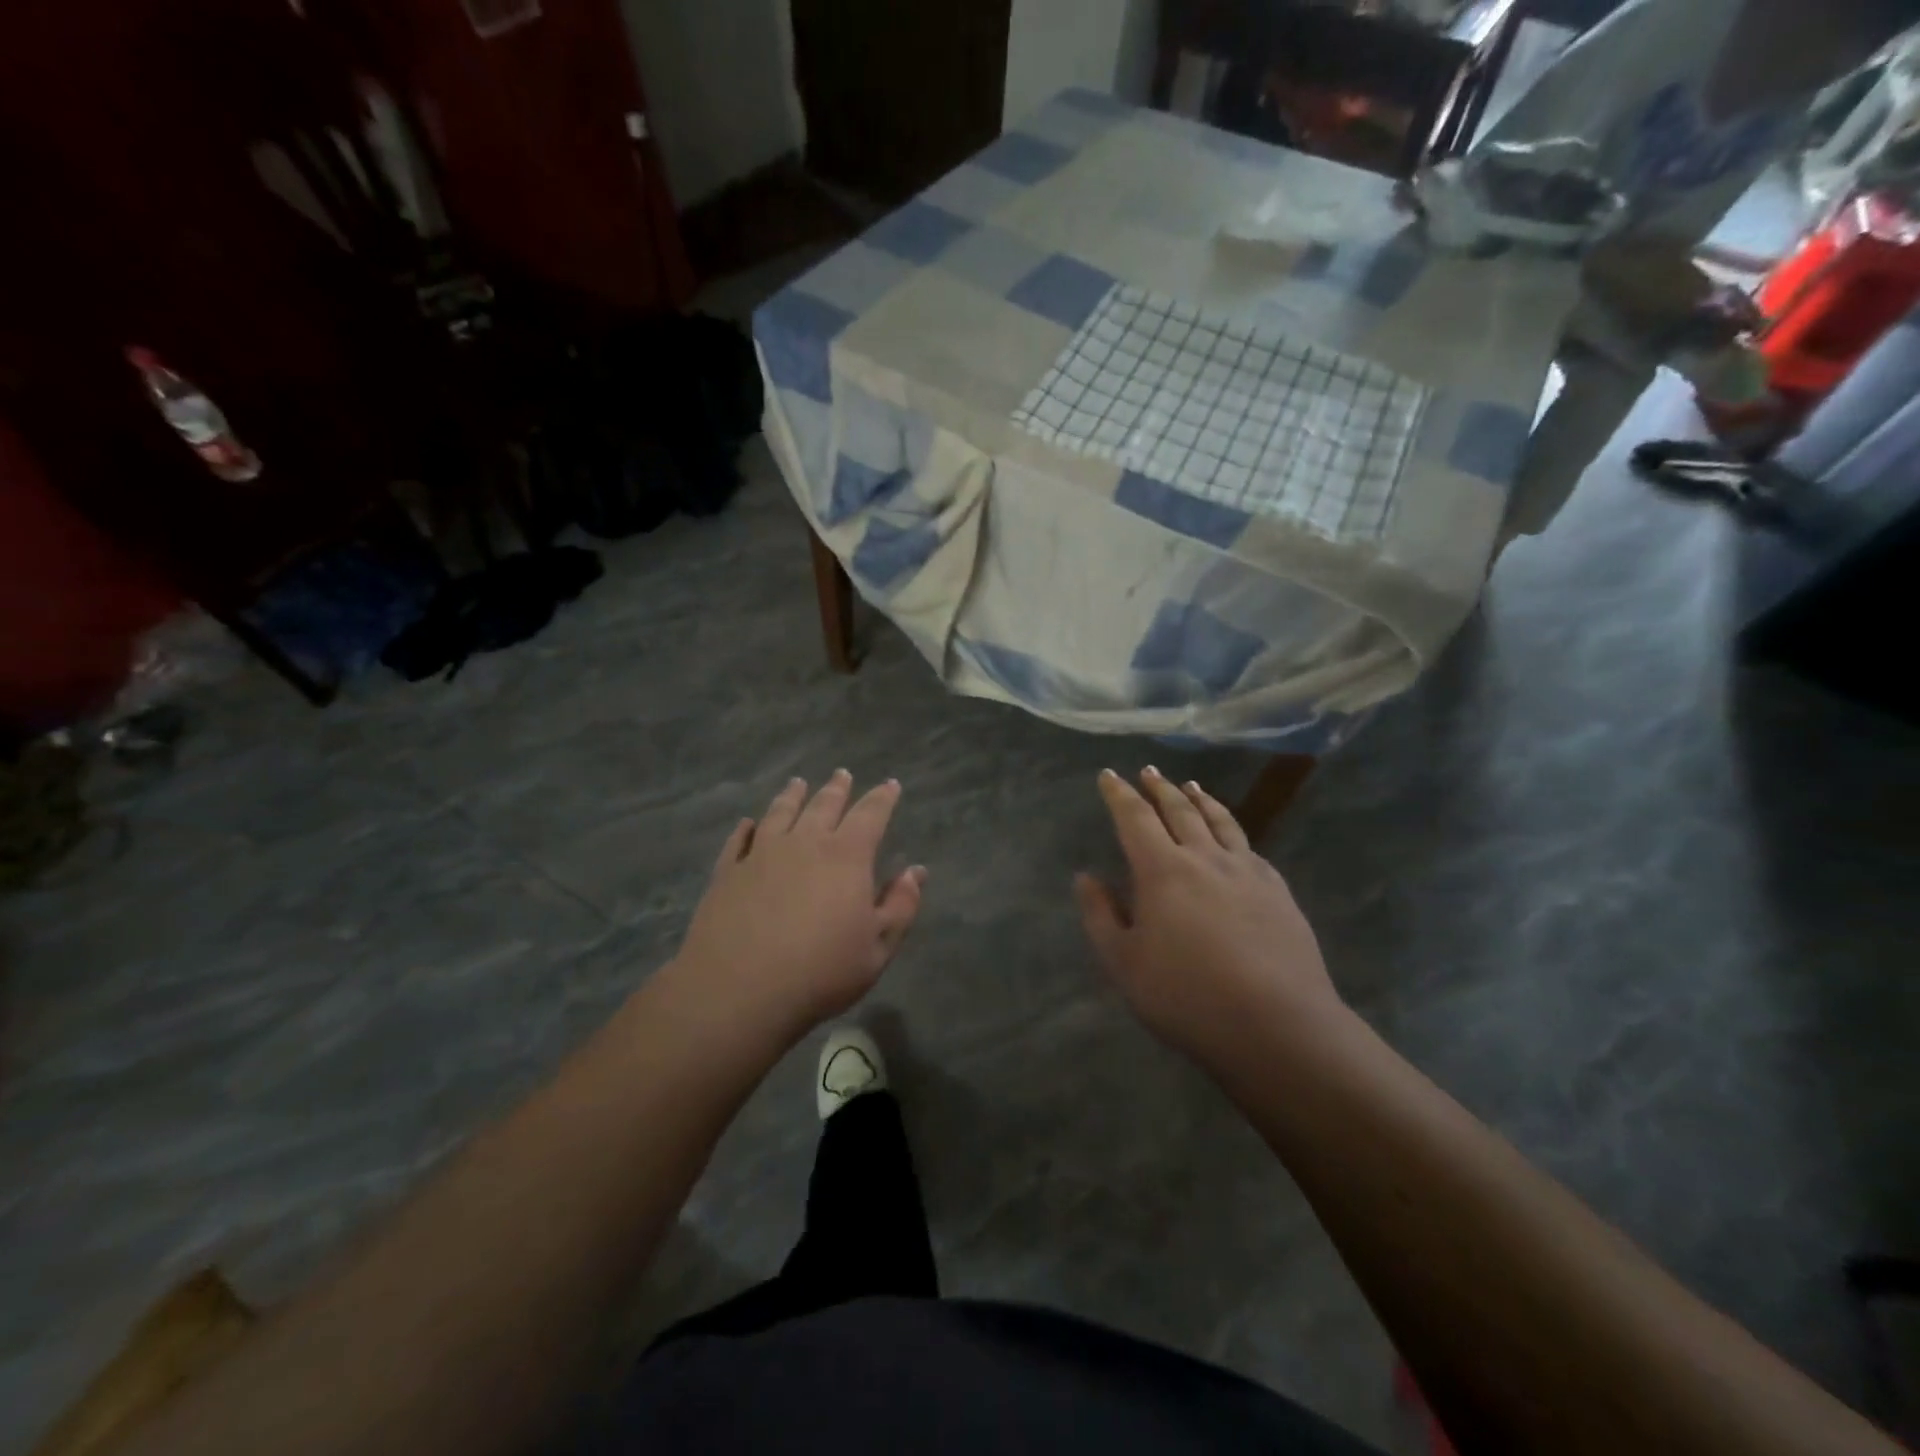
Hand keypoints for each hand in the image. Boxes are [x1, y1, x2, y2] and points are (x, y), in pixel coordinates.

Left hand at [667, 772, 925, 1044]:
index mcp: (846, 856)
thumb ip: (901, 906)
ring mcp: (761, 854)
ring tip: (798, 783)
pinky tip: (748, 824)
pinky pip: (739, 840)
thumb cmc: (821, 972)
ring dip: (792, 796)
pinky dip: (746, 828)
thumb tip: (916, 872)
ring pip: (780, 813)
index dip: (882, 797)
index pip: (870, 814)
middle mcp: (804, 843)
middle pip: (823, 805)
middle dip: (837, 788)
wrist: (738, 990)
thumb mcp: (878, 948)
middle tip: (842, 774)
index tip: (890, 784)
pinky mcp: (727, 872)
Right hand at [1075, 768, 1345, 1070]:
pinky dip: (1233, 831)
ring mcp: (1247, 872)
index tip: (1109, 775)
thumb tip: (1086, 877)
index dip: (1119, 794)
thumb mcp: (1124, 963)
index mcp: (1162, 871)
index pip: (1135, 819)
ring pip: (1219, 822)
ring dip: (1200, 799)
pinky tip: (1233, 837)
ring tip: (1191, 785)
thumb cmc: (1187, 996)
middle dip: (1159, 788)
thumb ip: (1100, 915)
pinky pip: (1249, 848)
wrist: (1277, 1025)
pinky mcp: (1278, 891)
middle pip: (1179, 811)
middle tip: (1148, 772)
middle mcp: (1205, 858)